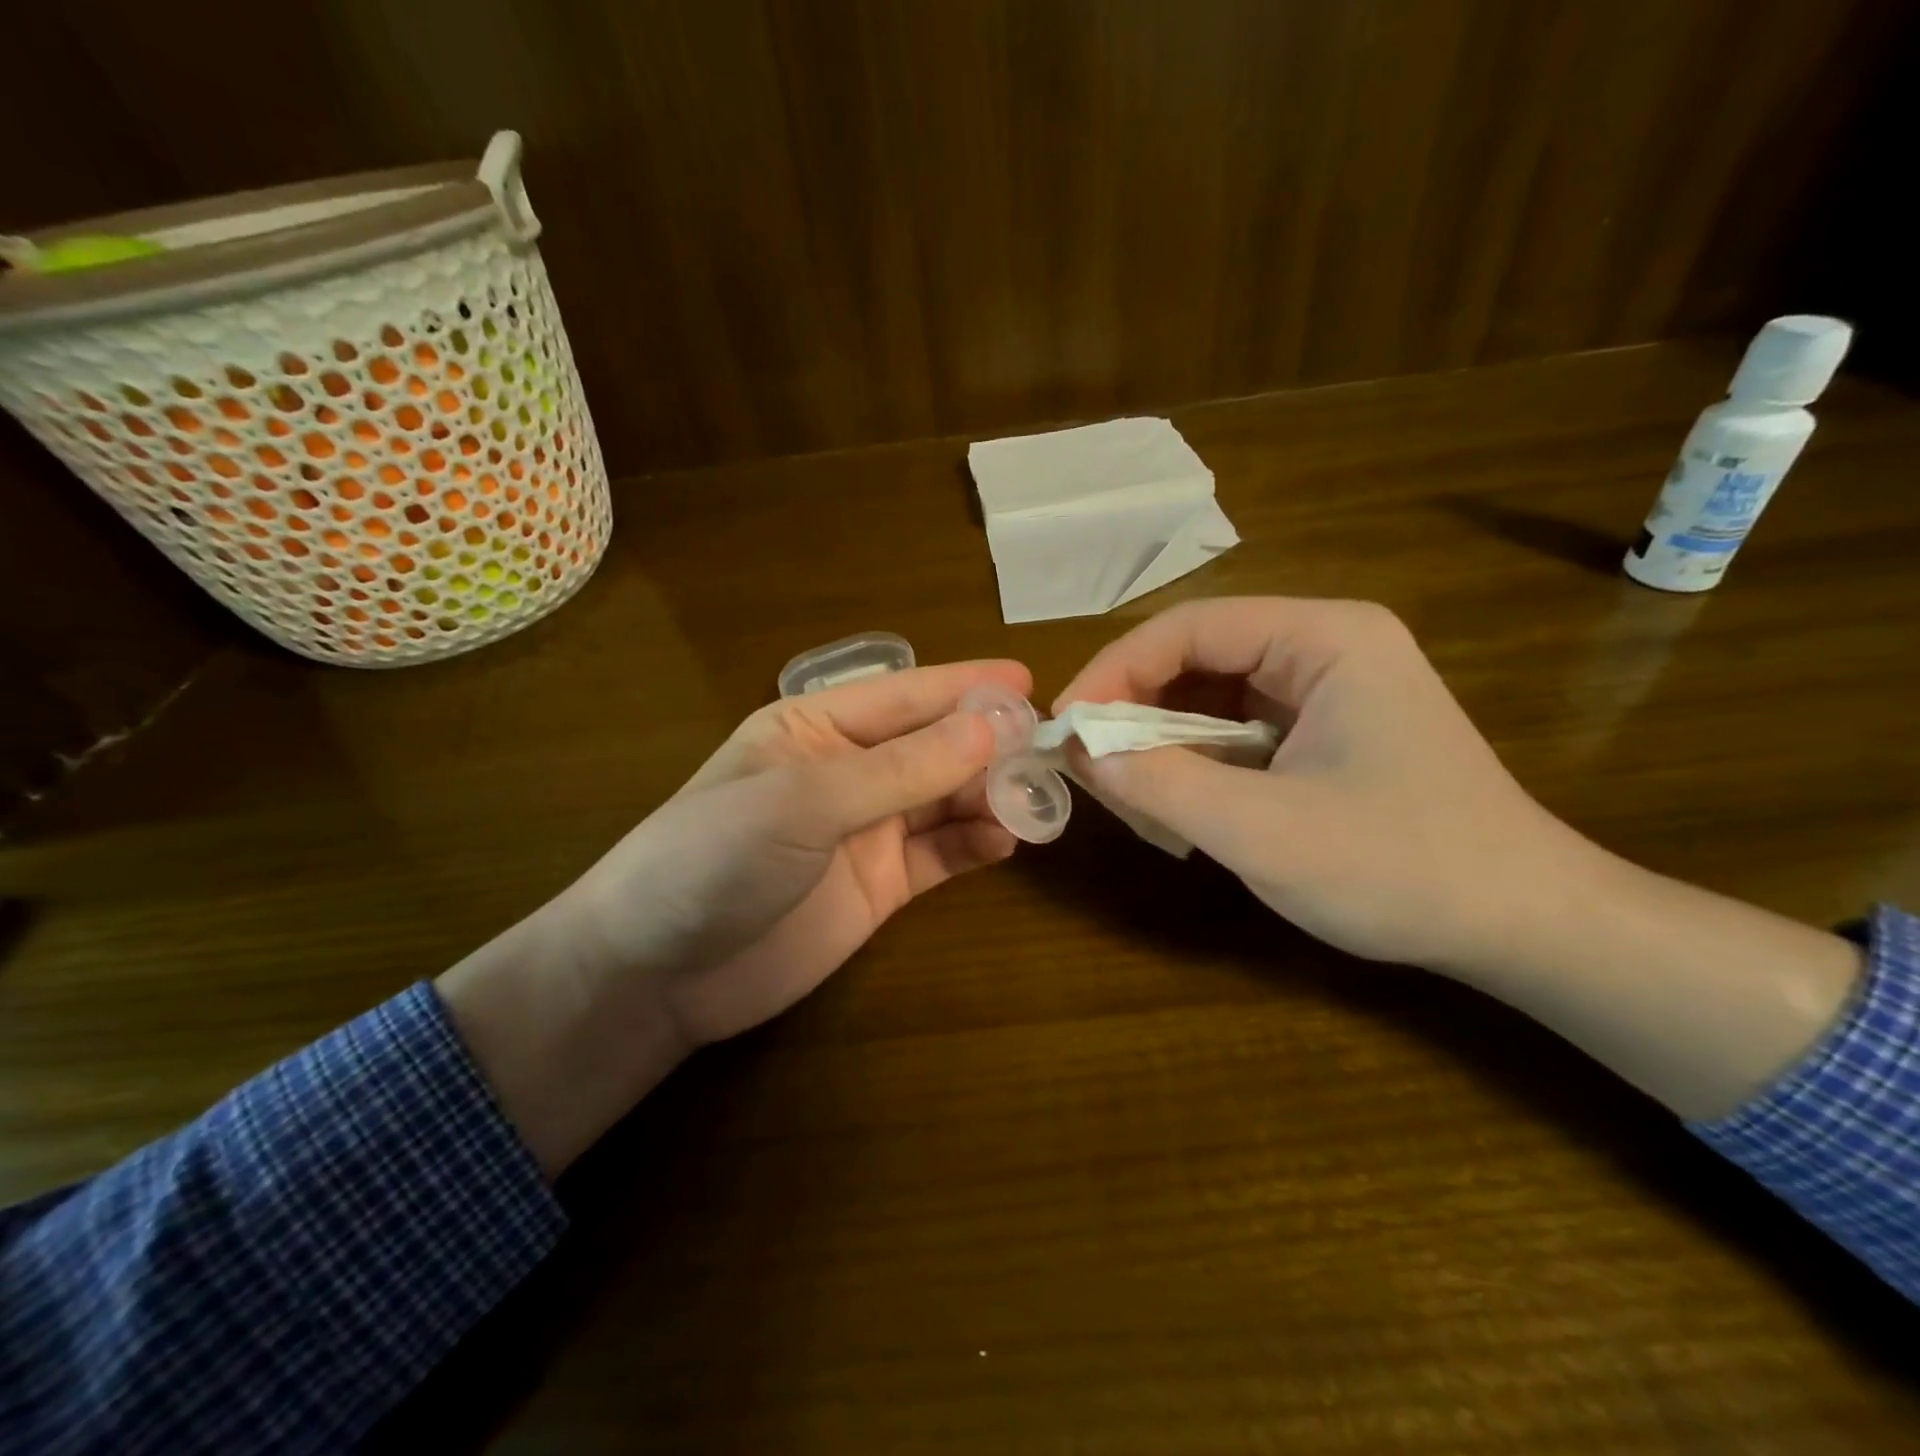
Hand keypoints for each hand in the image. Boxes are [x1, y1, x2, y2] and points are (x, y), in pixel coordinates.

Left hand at [440, 658, 1029, 1173]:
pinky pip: (941, 855)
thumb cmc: (713, 859)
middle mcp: (846, 770)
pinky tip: (1008, 840)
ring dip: (990, 794)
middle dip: (987, 745)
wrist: (657, 975)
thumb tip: (990, 729)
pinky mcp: (880, 886)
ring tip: (1038, 798)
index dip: (965, 687)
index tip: (1028, 682)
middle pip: (933, 747)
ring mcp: (865, 830)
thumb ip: (900, 769)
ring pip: (944, 799)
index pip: (904, 696)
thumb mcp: (804, 802)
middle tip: (1048, 749)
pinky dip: (976, 844)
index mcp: (815, 726)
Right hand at [1055, 597, 1592, 975]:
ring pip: (1209, 698)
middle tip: (1087, 766)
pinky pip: (1233, 732)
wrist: (1524, 927)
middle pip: (1196, 658)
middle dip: (1134, 711)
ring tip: (1125, 792)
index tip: (1066, 727)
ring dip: (1159, 742)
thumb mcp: (1264, 831)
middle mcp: (1324, 647)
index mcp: (1324, 638)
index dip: (1114, 670)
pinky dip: (1192, 764)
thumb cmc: (1402, 869)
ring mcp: (1325, 691)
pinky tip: (1174, 804)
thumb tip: (1079, 753)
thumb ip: (1162, 785)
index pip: (1188, 628)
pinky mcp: (1321, 733)